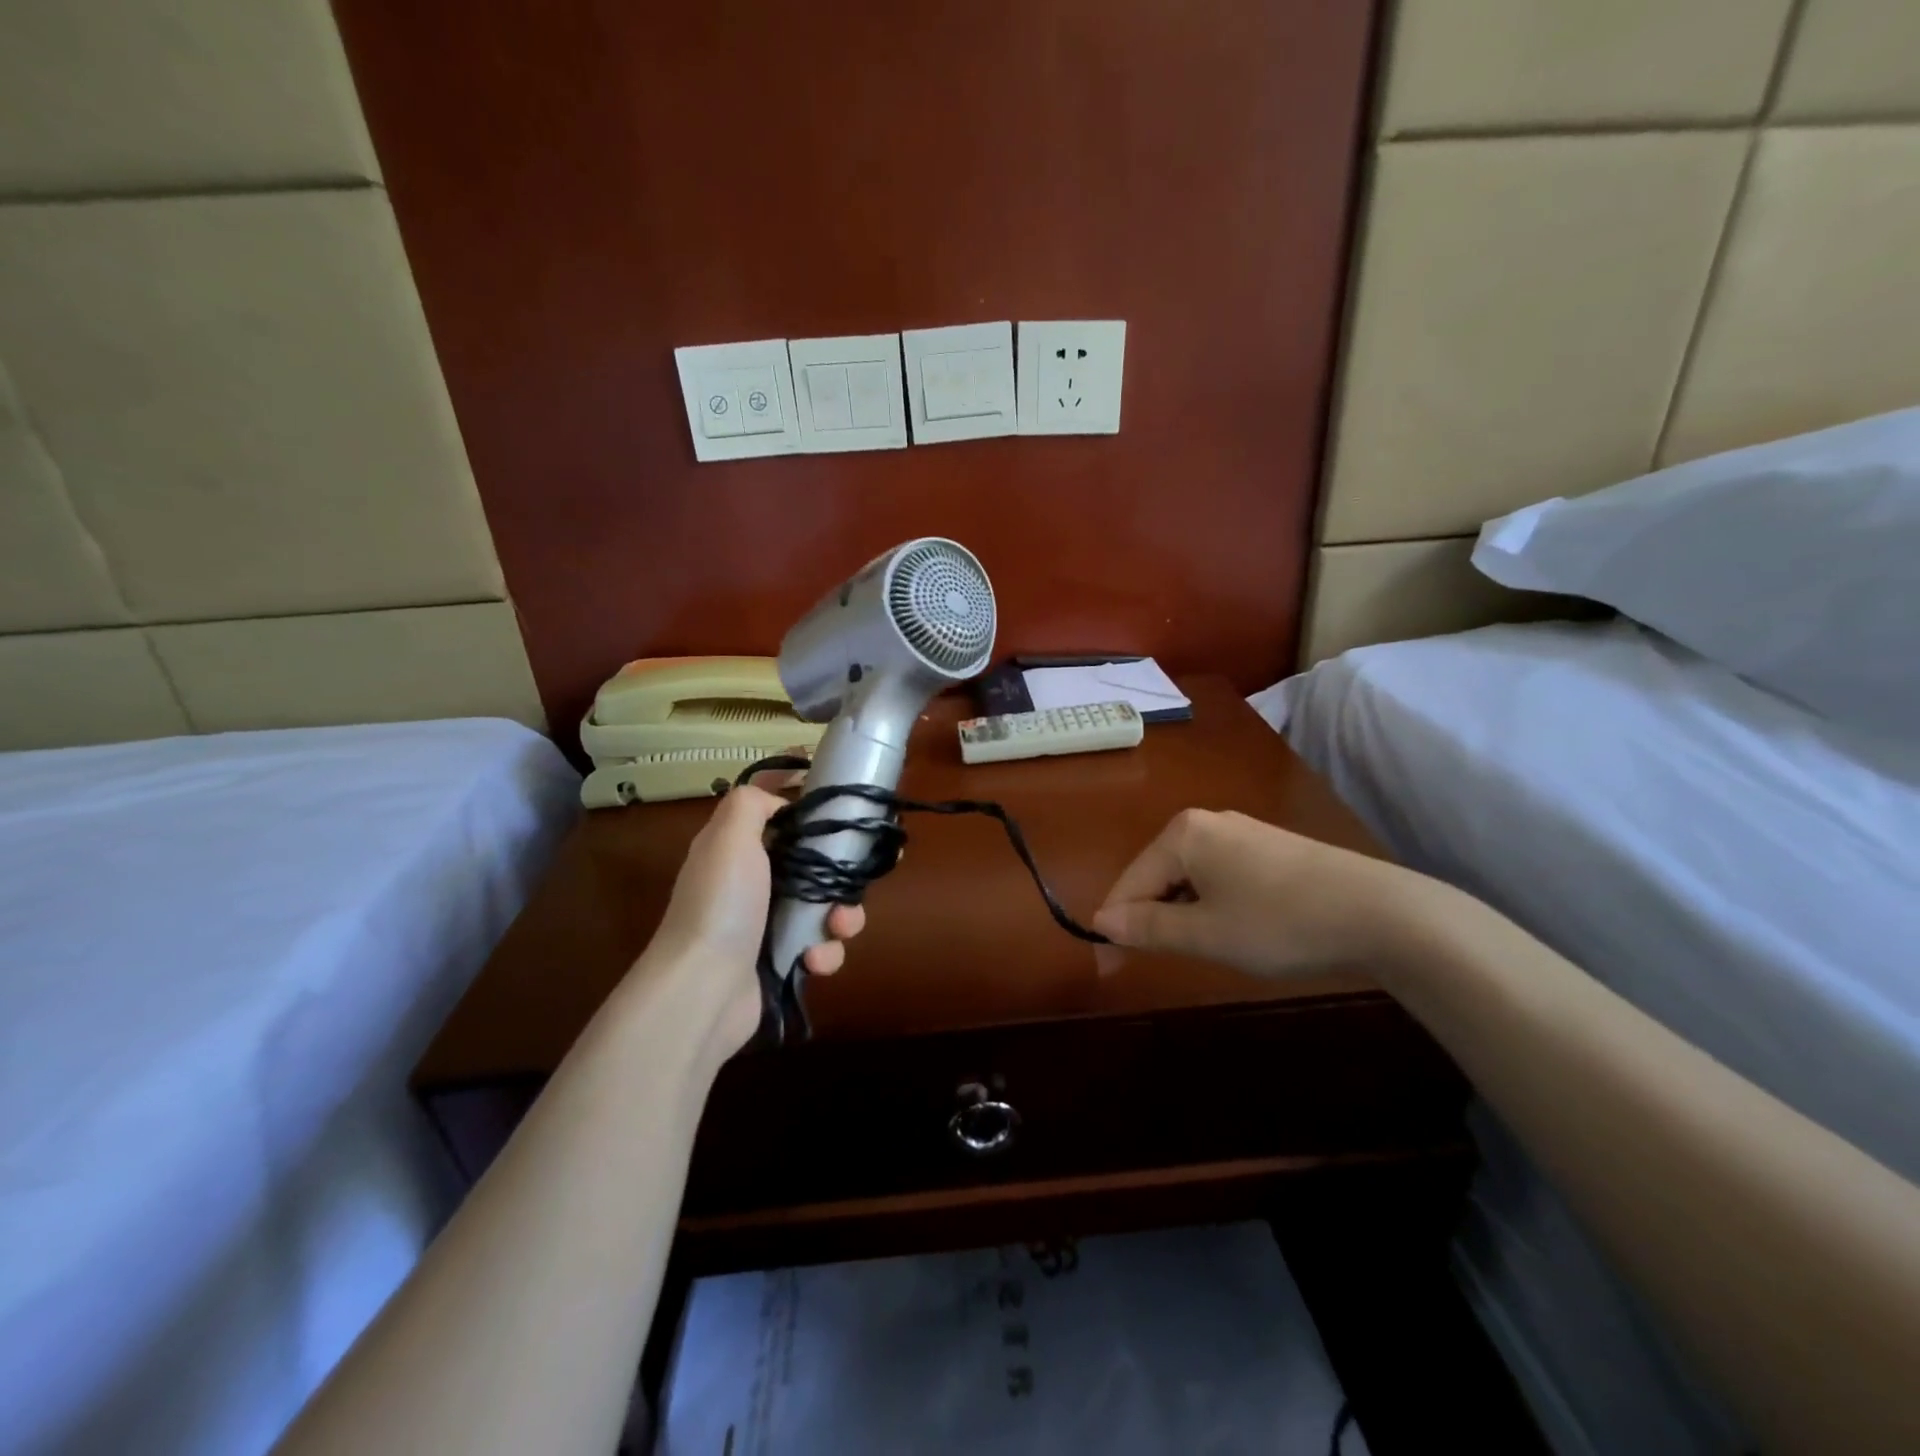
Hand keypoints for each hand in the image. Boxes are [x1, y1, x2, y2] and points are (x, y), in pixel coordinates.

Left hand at [644, 782, 864, 1054]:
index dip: (803, 792)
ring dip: (842, 916)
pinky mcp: (782, 960)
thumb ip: (752, 803)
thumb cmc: (721, 905)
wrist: (704, 989)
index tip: (842, 789)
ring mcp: (769, 922)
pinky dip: (824, 953)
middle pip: (814, 858)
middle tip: (858, 876)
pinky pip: (820, 946)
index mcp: (739, 845)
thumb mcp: (728, 837)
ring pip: (826, 904)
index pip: (774, 806)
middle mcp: (755, 880)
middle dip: (842, 868)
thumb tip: (780, 802)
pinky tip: (813, 961)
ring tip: (838, 927)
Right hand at [1091, 809, 1407, 978]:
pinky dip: (1212, 902)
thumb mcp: (1205, 934)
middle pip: (1156, 874)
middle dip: (1152, 917)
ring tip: (1203, 947)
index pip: (1129, 882)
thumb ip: (1148, 927)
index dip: (1118, 926)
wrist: (1380, 913)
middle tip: (1163, 960)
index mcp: (1181, 834)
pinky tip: (1236, 926)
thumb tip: (1101, 922)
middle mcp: (1205, 821)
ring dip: (1183, 912)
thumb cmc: (1279, 924)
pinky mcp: (1268, 845)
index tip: (1113, 966)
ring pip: (1189, 875)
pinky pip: (1218, 873)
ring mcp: (1240, 830)